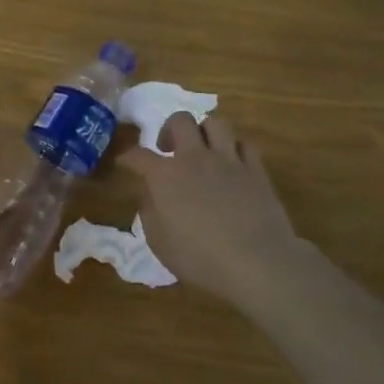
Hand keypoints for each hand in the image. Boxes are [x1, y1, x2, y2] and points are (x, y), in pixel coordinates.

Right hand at [119, 113, 322, 309]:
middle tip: (169, 149)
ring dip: (205, 132)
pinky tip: (232, 162)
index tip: (125, 163)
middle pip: (180, 120)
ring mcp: (228, 160)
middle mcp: (194, 158)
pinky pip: (245, 143)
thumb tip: (151, 195)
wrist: (257, 263)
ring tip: (203, 150)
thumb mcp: (159, 243)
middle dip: (169, 129)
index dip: (128, 157)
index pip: (138, 155)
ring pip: (216, 123)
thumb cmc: (201, 259)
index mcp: (165, 176)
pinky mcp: (256, 170)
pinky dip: (235, 147)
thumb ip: (150, 213)